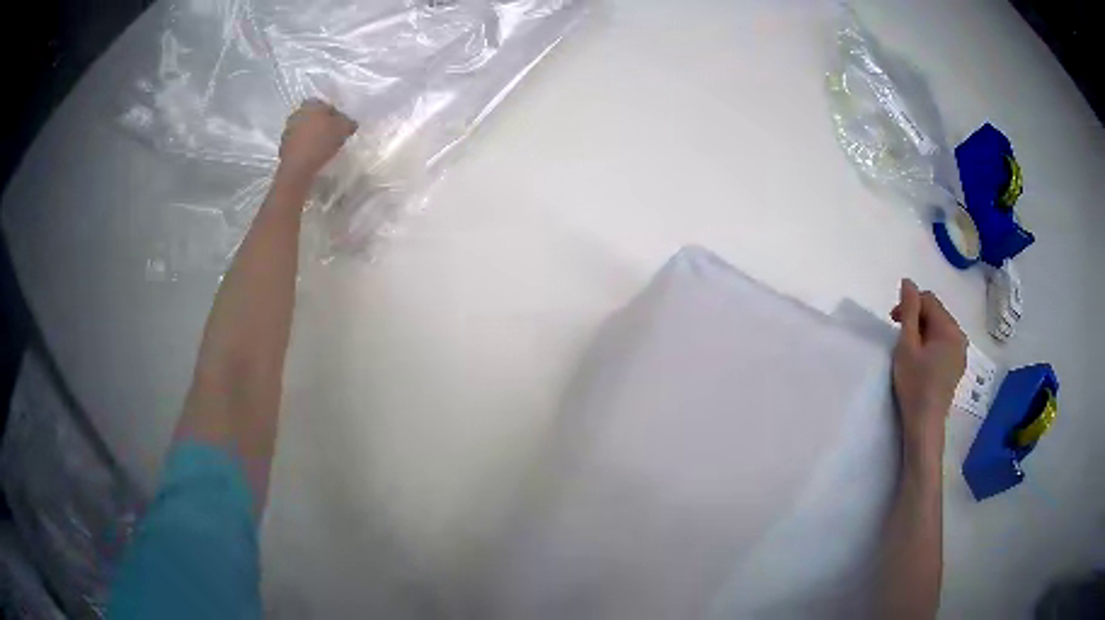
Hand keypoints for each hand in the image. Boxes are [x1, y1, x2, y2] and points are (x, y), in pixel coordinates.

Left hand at [277, 99, 357, 183]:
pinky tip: (312, 154)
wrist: (298, 168)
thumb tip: (350, 123)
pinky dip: (304, 146)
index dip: (334, 112)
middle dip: (321, 123)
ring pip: (304, 129)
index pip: (324, 103)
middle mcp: (296, 113)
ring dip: (311, 134)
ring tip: (322, 145)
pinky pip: (298, 142)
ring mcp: (287, 130)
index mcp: (311, 104)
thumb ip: (348, 122)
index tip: (340, 123)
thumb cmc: (321, 142)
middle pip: (312, 116)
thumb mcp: (343, 129)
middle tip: (331, 133)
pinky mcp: (283, 146)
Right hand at [889, 279, 966, 441]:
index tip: (893, 320)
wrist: (925, 424)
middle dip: (916, 317)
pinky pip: (944, 343)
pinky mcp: (957, 366)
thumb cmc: (914, 384)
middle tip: (899, 335)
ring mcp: (961, 352)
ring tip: (909, 348)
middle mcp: (960, 336)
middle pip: (936, 313)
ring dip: (923, 330)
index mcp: (949, 328)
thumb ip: (908, 311)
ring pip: (940, 328)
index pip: (929, 300)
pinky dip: (931, 343)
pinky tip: (921, 360)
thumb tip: (908, 281)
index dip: (909, 304)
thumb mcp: (907, 345)